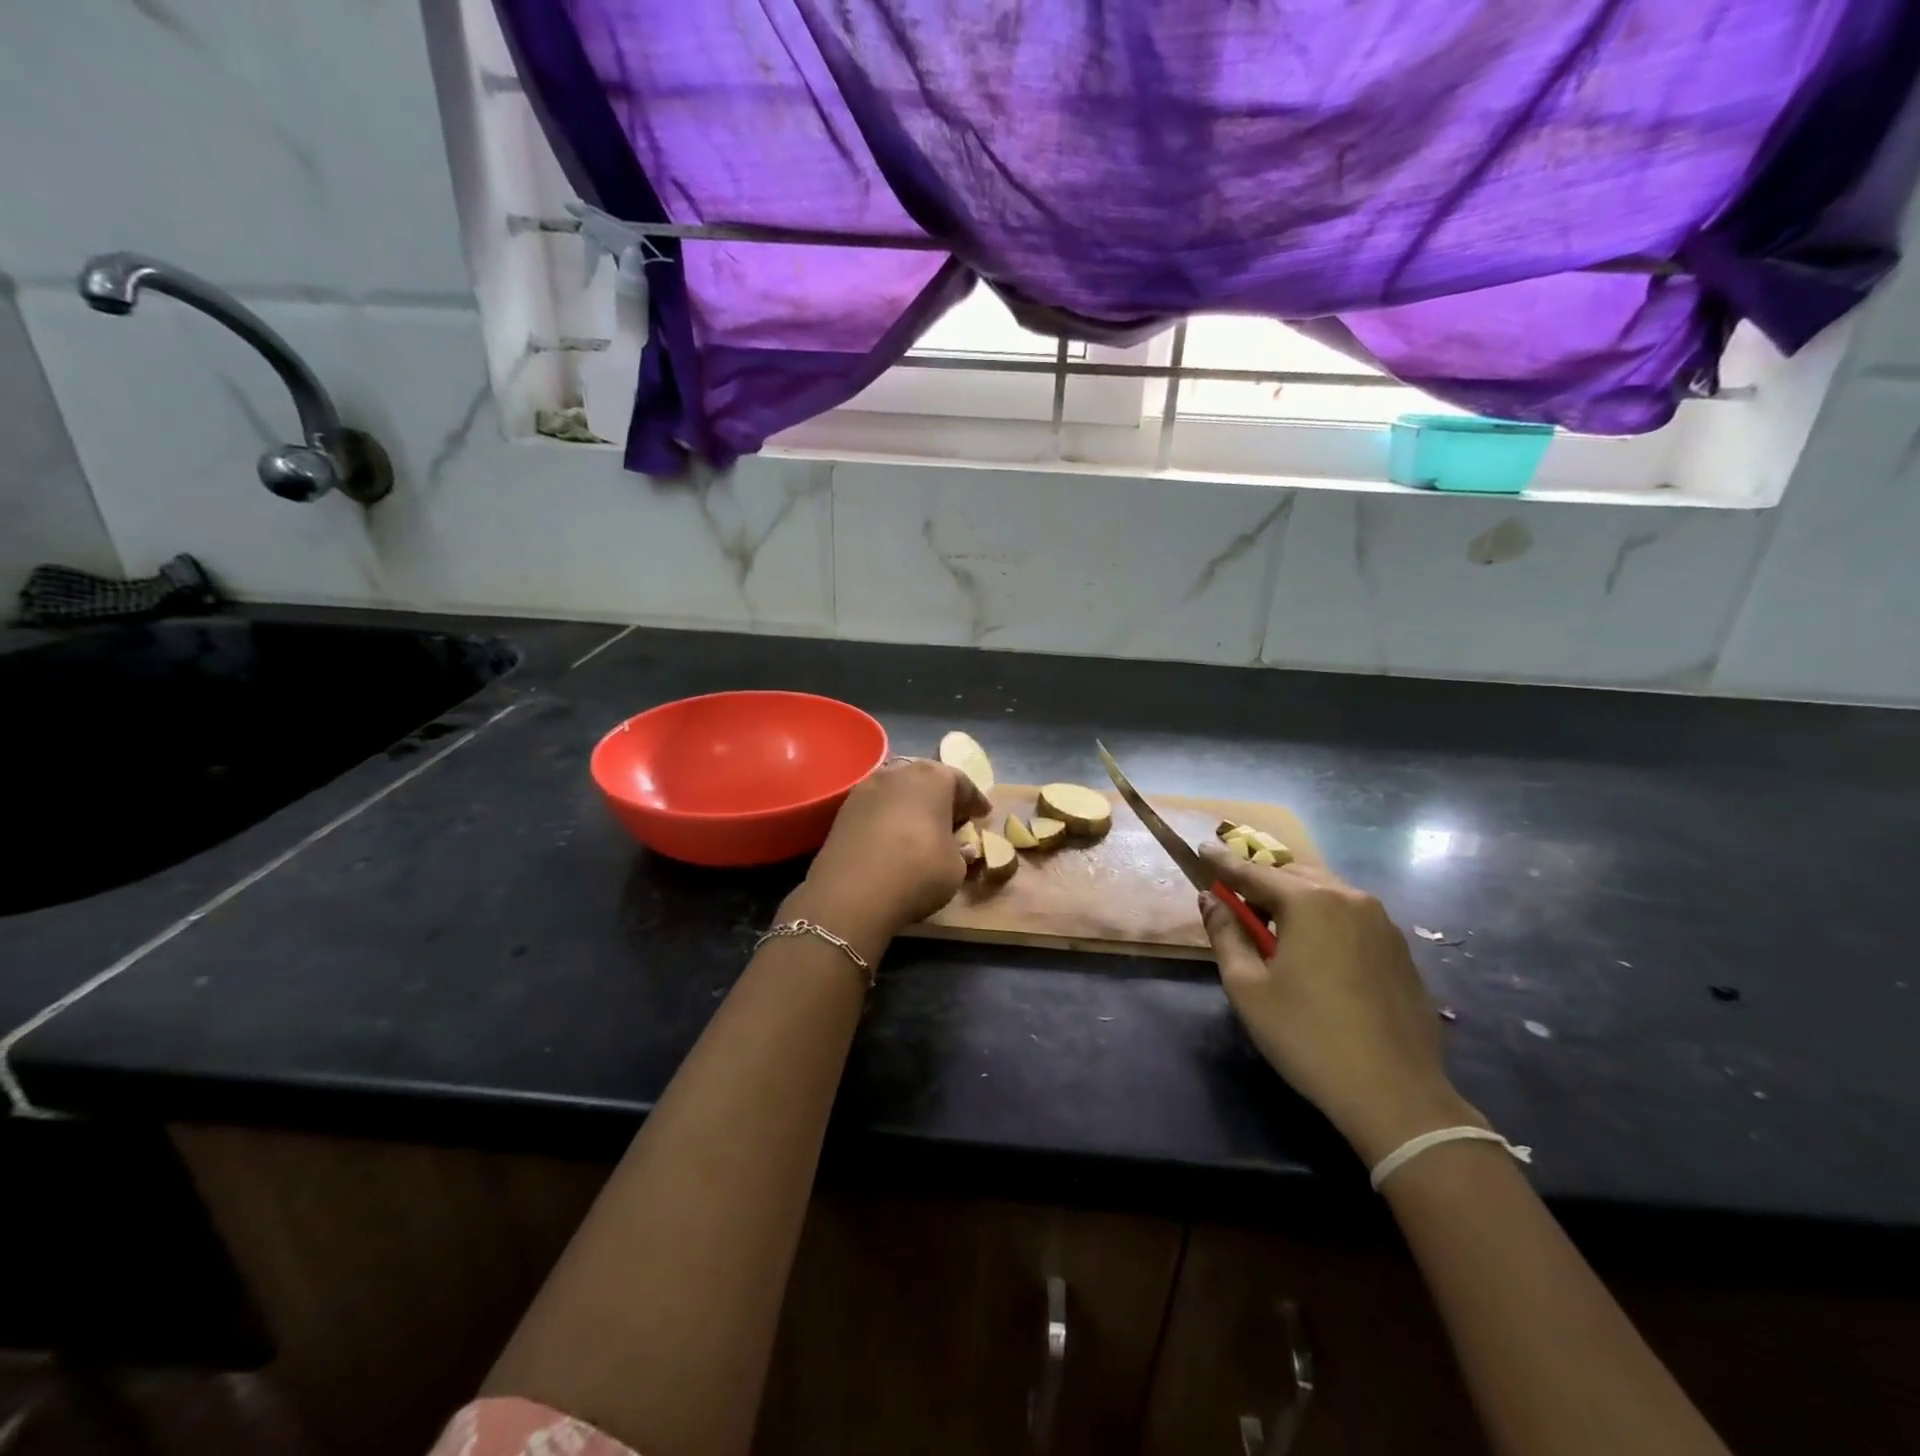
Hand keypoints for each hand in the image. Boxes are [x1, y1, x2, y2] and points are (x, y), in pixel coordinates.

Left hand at [789, 758, 990, 955]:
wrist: (851, 894)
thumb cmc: (918, 871)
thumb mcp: (956, 867)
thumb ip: (961, 850)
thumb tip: (960, 847)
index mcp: (933, 777)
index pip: (961, 782)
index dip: (975, 800)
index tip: (983, 814)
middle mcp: (899, 772)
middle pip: (927, 778)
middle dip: (942, 796)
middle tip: (953, 817)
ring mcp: (866, 787)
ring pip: (898, 789)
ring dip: (912, 803)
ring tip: (921, 826)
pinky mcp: (844, 809)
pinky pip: (876, 806)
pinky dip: (889, 816)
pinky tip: (893, 835)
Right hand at [1198, 847, 1481, 1164]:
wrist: (1396, 1095)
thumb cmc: (1307, 1037)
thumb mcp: (1248, 987)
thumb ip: (1225, 934)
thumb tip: (1210, 899)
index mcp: (1310, 902)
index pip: (1254, 873)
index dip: (1223, 863)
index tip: (1202, 850)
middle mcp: (1350, 899)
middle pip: (1294, 877)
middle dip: (1262, 883)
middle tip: (1237, 901)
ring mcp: (1383, 924)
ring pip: (1327, 894)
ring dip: (1296, 900)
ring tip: (1274, 927)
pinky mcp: (1401, 950)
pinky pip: (1352, 918)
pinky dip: (1325, 920)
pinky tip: (1316, 952)